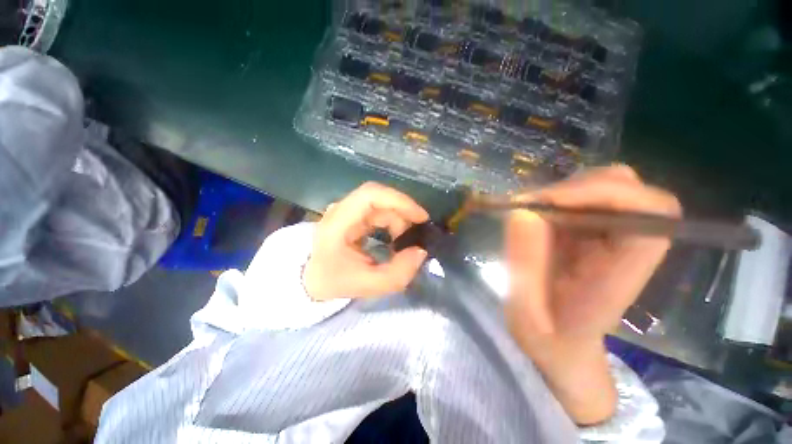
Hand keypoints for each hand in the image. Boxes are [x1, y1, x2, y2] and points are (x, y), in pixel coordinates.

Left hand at [304, 182, 428, 300]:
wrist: (311, 277)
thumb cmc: (333, 281)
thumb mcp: (367, 285)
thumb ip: (398, 273)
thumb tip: (421, 251)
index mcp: (338, 223)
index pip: (370, 195)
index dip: (399, 201)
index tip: (420, 217)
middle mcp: (341, 210)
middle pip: (379, 197)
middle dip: (403, 211)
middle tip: (418, 231)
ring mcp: (346, 210)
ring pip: (381, 203)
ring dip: (399, 217)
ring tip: (406, 239)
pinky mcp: (352, 214)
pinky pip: (378, 210)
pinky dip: (392, 220)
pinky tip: (396, 236)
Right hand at [504, 165, 680, 423]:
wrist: (561, 345)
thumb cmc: (548, 341)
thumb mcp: (526, 316)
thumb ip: (524, 268)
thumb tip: (521, 213)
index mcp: (623, 274)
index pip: (652, 212)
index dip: (607, 193)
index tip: (549, 203)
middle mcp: (627, 248)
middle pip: (628, 188)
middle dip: (574, 189)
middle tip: (528, 207)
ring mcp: (611, 237)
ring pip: (606, 186)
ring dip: (563, 191)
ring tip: (530, 213)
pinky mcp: (593, 233)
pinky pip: (583, 198)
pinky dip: (555, 199)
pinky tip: (534, 218)